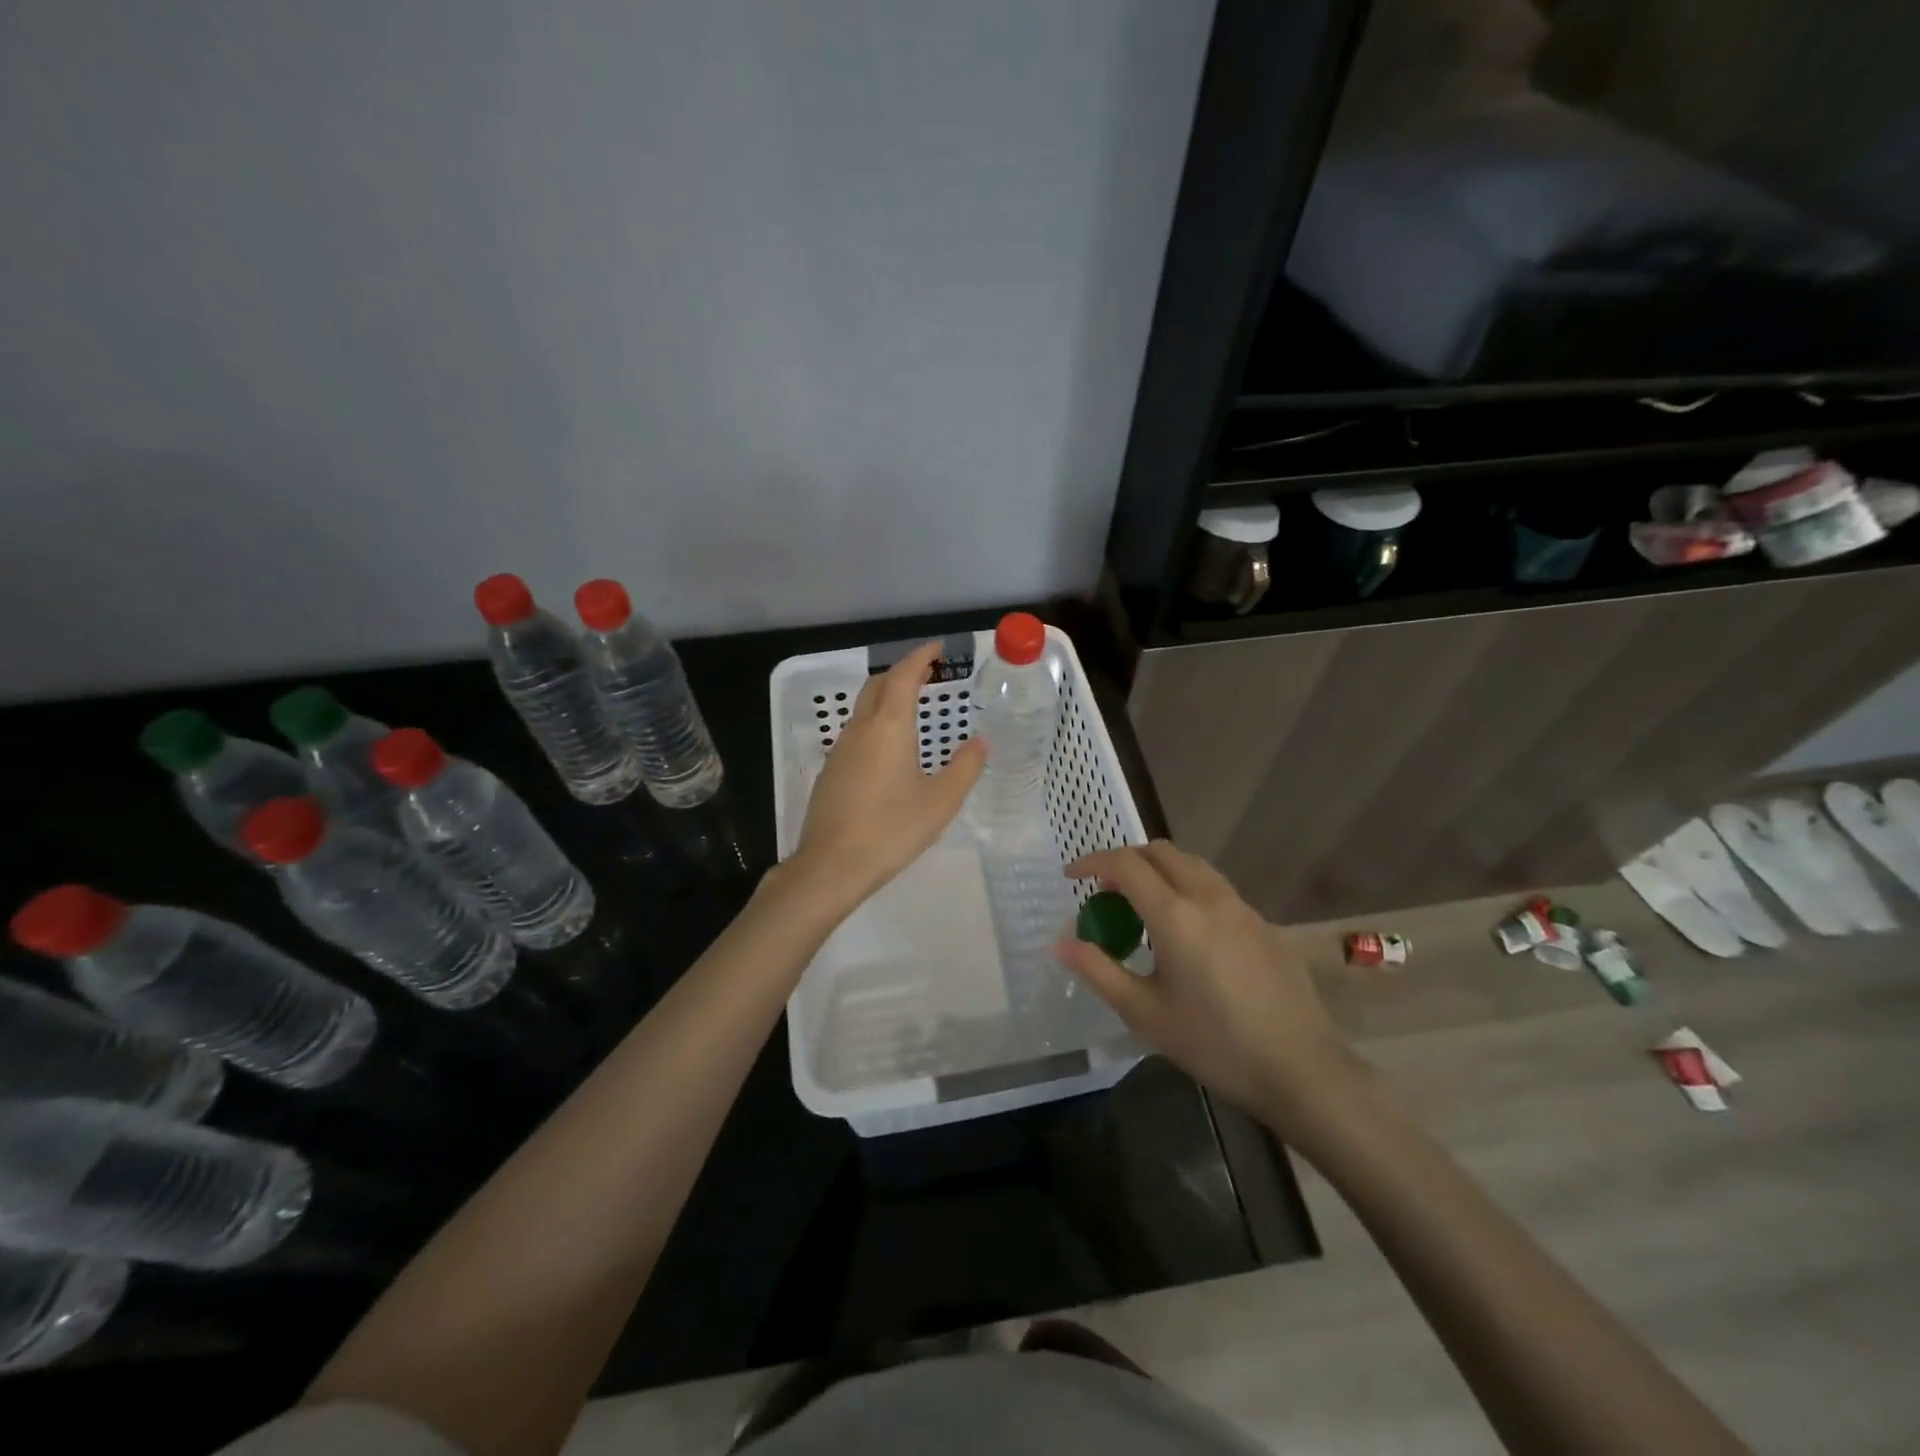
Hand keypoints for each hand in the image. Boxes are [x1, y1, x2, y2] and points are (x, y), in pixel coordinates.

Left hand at [788, 642, 985, 911]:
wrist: (832, 865)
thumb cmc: (892, 829)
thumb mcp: (941, 801)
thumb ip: (965, 768)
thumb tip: (980, 742)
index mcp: (889, 727)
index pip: (902, 676)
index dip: (920, 657)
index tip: (937, 648)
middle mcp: (860, 729)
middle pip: (878, 686)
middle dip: (901, 672)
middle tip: (927, 674)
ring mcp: (840, 750)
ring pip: (863, 709)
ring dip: (886, 697)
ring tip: (912, 707)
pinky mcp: (831, 771)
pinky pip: (856, 733)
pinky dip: (875, 723)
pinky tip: (889, 749)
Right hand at [1056, 841, 1361, 1129]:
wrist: (1301, 1069)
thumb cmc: (1214, 1044)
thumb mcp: (1144, 1013)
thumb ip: (1098, 971)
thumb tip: (1060, 942)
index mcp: (1176, 915)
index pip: (1126, 864)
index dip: (1092, 863)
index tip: (1071, 877)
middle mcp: (1209, 897)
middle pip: (1160, 852)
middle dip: (1125, 860)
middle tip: (1105, 892)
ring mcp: (1241, 907)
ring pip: (1191, 865)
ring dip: (1158, 870)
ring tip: (1141, 907)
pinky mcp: (1262, 923)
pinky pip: (1214, 887)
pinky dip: (1186, 888)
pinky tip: (1185, 932)